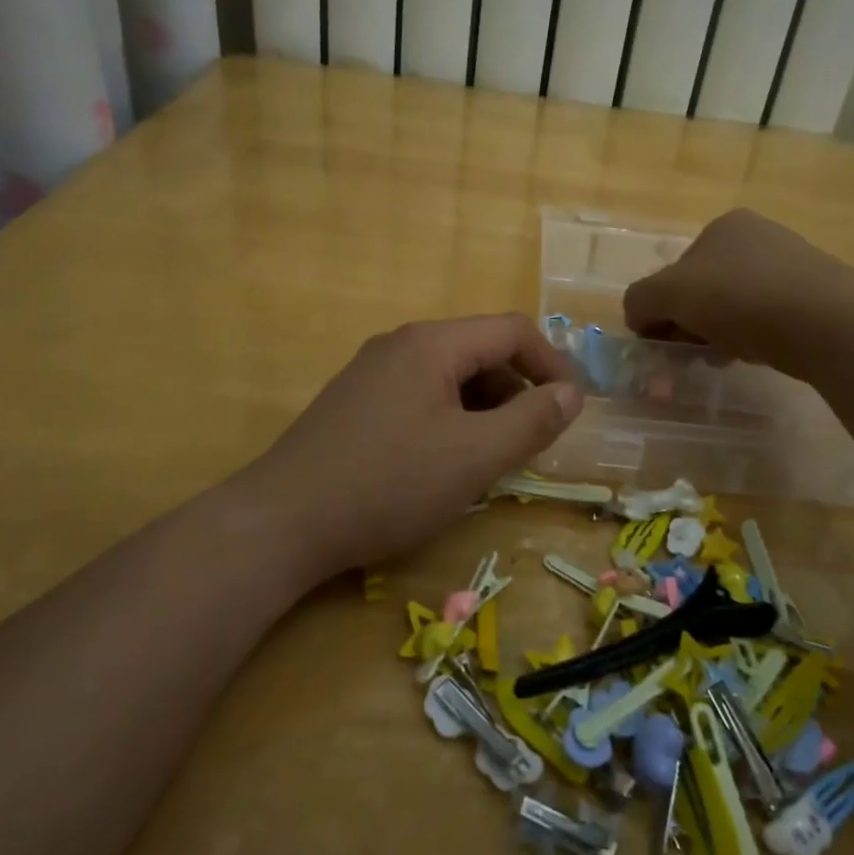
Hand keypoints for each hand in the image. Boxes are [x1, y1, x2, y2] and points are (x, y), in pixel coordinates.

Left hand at [231, 314, 582, 577]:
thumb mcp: (475, 456)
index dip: (552, 363)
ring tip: (491, 459)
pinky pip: (420, 398)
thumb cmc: (389, 484)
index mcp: (431, 344)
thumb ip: (532, 421)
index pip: (512, 331)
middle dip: (516, 392)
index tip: (571, 409)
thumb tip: (571, 394)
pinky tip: (445, 464)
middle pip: (479, 352)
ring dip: (484, 410)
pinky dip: (450, 421)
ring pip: (449, 378)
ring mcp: (372, 374)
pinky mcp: (354, 405)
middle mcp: (400, 345)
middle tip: (531, 444)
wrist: (282, 523)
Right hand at [623, 209, 853, 371]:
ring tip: (721, 359)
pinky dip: (751, 338)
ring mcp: (791, 267)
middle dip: (689, 325)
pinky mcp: (815, 298)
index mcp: (723, 227)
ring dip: (716, 335)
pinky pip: (766, 320)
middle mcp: (758, 238)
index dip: (661, 308)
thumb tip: (637, 317)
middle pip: (703, 290)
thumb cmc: (739, 297)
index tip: (664, 342)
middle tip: (689, 356)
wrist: (826, 321)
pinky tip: (752, 355)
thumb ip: (640, 301)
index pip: (675, 271)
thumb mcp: (668, 293)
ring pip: (734, 307)